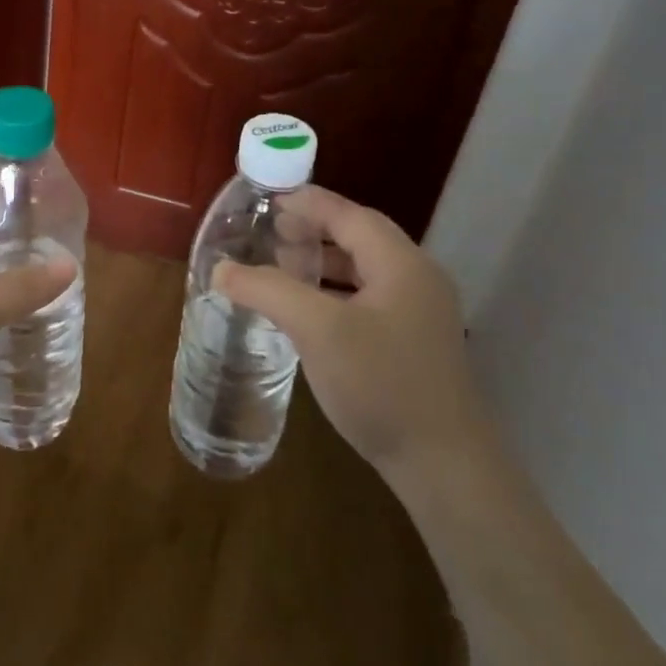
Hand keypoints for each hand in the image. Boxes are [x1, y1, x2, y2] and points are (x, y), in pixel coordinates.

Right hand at [214, 186, 487, 485]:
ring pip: (365, 270)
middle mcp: (417, 279)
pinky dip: (335, 292)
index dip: (308, 203)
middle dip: (314, 229)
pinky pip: (369, 298)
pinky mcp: (415, 344)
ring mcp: (420, 314)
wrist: (444, 466)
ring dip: (324, 262)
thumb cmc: (381, 384)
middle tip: (271, 232)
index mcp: (401, 264)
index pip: (349, 215)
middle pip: (360, 237)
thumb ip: (268, 291)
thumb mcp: (318, 330)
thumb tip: (221, 269)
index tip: (269, 200)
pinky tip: (310, 312)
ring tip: (284, 266)